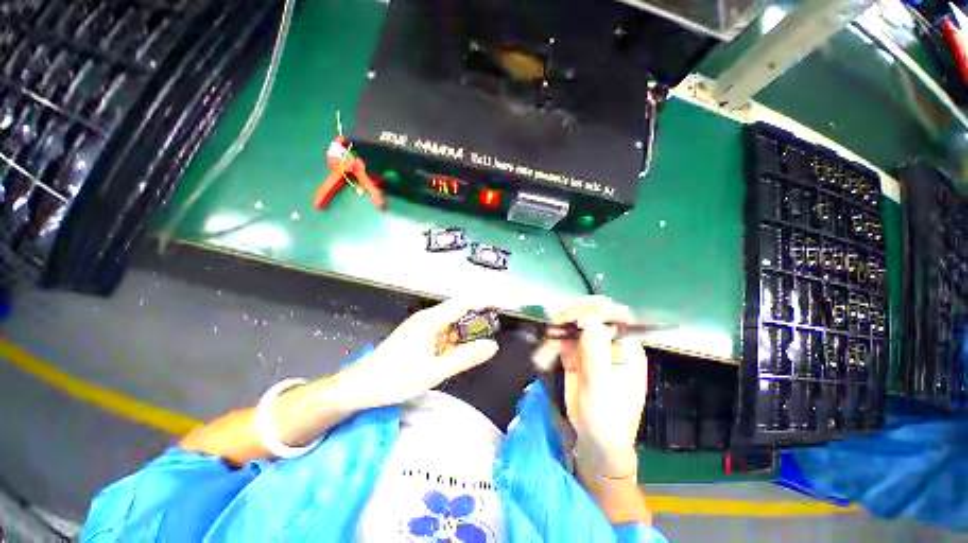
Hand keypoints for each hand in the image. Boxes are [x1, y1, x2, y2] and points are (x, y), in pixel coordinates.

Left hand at [343, 299, 498, 407]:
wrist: (361, 387)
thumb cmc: (396, 378)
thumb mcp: (435, 371)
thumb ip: (465, 357)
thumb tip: (493, 346)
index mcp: (431, 320)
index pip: (464, 303)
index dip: (483, 304)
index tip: (501, 311)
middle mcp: (428, 318)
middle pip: (459, 313)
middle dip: (476, 323)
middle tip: (493, 337)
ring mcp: (422, 327)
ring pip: (451, 325)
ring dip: (464, 335)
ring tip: (478, 348)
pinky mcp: (418, 336)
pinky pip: (441, 334)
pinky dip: (452, 342)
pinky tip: (457, 355)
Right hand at [534, 296, 646, 477]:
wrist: (594, 440)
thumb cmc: (608, 417)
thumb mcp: (602, 384)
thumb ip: (595, 350)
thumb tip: (589, 318)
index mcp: (626, 347)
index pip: (616, 315)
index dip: (597, 310)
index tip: (578, 317)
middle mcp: (610, 342)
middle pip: (594, 314)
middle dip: (577, 312)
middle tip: (560, 320)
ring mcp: (591, 347)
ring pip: (577, 323)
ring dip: (563, 321)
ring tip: (552, 326)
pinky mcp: (575, 354)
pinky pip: (564, 337)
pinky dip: (556, 335)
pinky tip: (549, 337)